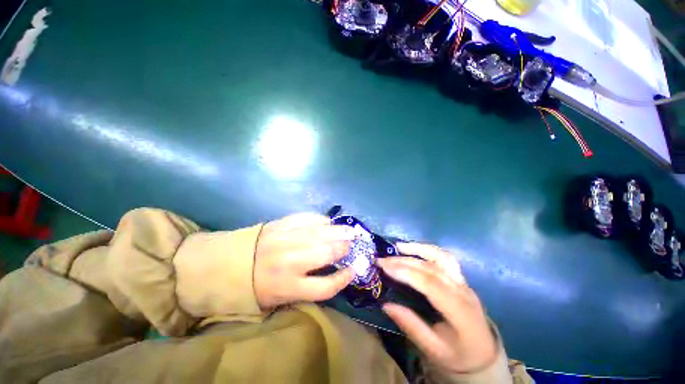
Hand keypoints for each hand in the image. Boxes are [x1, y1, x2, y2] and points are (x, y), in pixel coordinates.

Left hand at [254, 213, 355, 308]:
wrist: (229, 265)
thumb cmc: (257, 287)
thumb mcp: (281, 299)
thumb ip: (307, 288)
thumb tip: (332, 272)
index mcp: (288, 287)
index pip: (326, 286)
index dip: (344, 278)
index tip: (353, 270)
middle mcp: (290, 262)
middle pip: (326, 253)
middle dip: (343, 248)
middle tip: (351, 245)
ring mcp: (286, 239)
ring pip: (320, 233)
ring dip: (338, 231)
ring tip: (350, 230)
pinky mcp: (281, 224)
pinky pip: (307, 218)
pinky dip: (320, 220)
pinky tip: (328, 222)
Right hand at [377, 243, 496, 373]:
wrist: (484, 355)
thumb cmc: (458, 355)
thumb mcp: (434, 350)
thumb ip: (411, 326)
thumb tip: (386, 305)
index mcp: (459, 311)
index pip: (430, 284)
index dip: (405, 273)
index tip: (384, 268)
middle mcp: (463, 291)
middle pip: (431, 268)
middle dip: (404, 261)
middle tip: (382, 260)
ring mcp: (464, 282)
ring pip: (441, 257)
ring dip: (418, 248)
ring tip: (398, 247)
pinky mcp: (461, 278)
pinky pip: (445, 258)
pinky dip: (428, 250)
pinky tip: (414, 248)